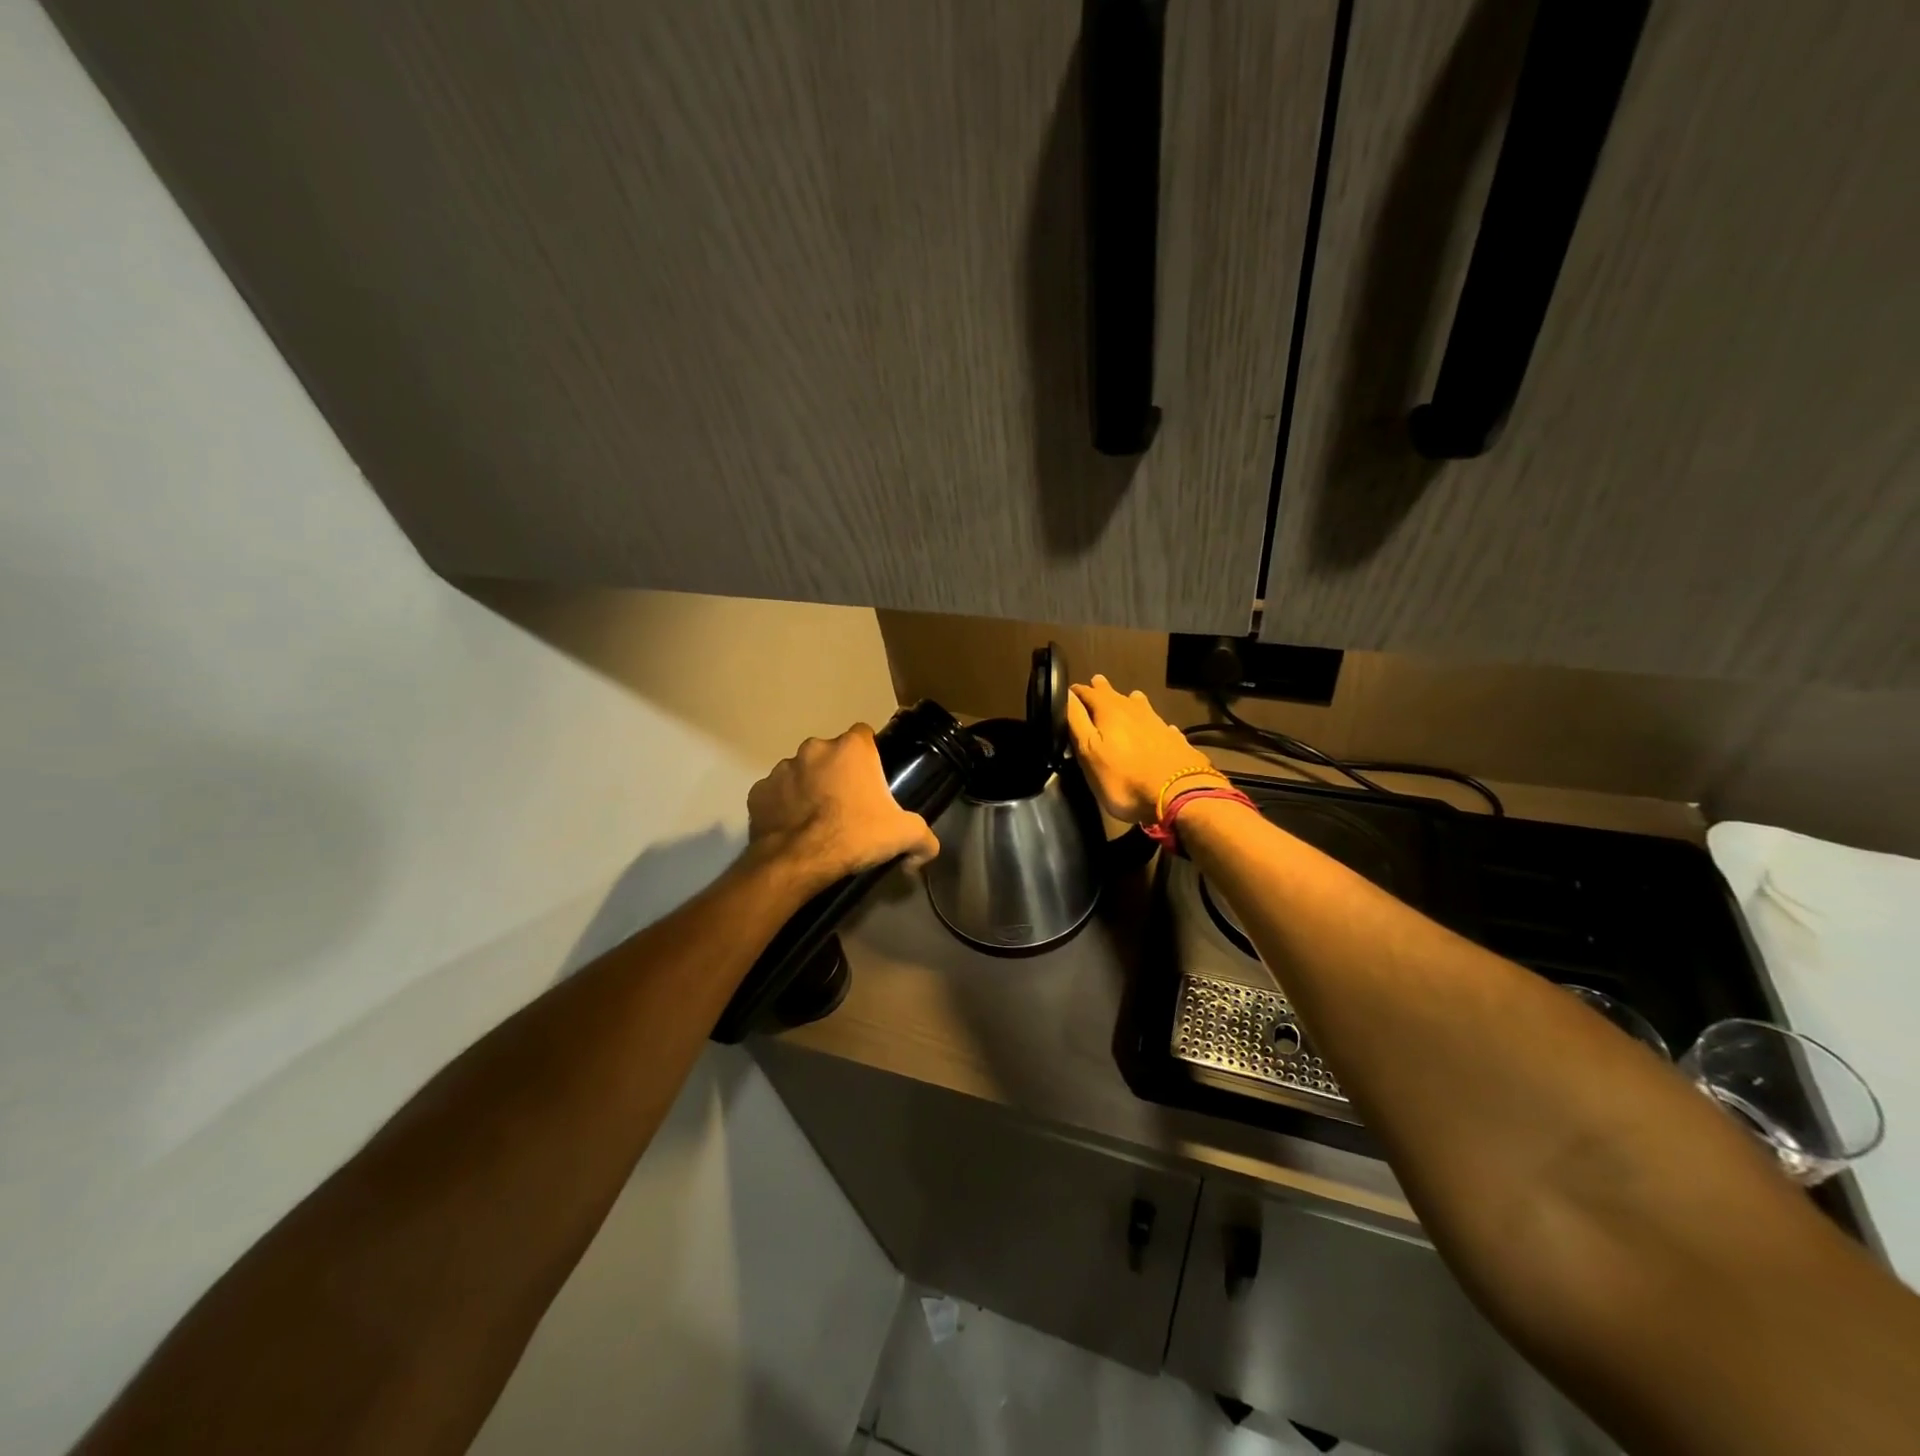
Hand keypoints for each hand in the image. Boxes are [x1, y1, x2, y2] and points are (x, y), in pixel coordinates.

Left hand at [745, 724, 939, 894]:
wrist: (798, 861)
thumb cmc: (854, 836)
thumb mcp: (904, 836)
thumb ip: (924, 838)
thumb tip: (926, 852)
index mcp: (851, 748)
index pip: (864, 735)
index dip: (869, 756)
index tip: (872, 781)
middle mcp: (814, 748)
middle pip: (831, 754)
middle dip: (837, 773)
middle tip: (848, 806)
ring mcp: (782, 768)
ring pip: (802, 772)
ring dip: (809, 788)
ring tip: (817, 820)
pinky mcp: (758, 792)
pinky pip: (776, 795)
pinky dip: (783, 806)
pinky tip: (793, 829)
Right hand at [1066, 675, 1221, 823]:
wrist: (1179, 794)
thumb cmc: (1124, 777)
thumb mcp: (1089, 752)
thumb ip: (1077, 722)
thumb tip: (1067, 695)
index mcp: (1109, 711)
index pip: (1088, 693)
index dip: (1077, 693)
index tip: (1069, 692)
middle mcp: (1134, 710)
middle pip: (1115, 695)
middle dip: (1102, 690)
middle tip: (1096, 683)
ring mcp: (1158, 723)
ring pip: (1140, 705)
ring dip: (1130, 701)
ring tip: (1127, 698)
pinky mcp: (1175, 739)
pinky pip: (1159, 724)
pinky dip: (1152, 723)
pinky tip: (1155, 728)